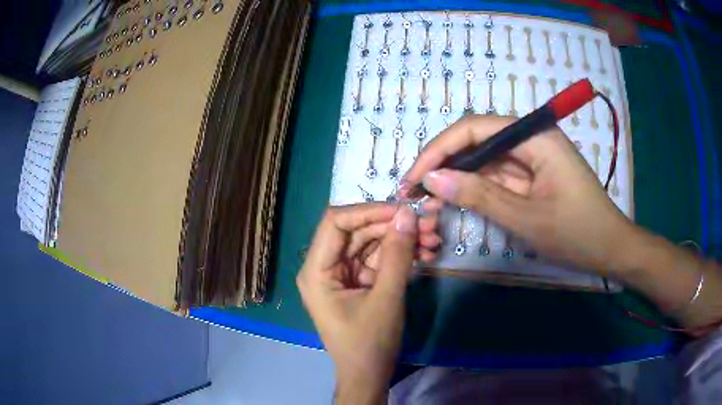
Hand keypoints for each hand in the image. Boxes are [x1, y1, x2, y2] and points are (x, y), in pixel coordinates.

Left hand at [297, 203, 421, 403]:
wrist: (369, 374)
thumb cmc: (369, 343)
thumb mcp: (386, 298)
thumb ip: (397, 255)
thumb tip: (408, 214)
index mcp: (317, 270)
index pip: (336, 222)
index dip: (369, 211)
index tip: (403, 210)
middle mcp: (325, 266)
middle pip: (358, 231)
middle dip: (394, 226)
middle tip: (429, 223)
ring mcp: (343, 273)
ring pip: (372, 243)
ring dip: (403, 239)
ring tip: (434, 239)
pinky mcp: (359, 281)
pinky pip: (379, 259)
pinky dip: (402, 255)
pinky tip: (426, 253)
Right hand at [402, 114, 636, 274]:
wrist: (611, 249)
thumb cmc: (577, 233)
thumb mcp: (526, 218)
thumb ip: (479, 195)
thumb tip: (432, 179)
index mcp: (534, 136)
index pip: (474, 128)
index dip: (439, 149)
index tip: (414, 177)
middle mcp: (531, 138)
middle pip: (476, 140)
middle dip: (444, 163)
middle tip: (414, 190)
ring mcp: (532, 156)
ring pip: (484, 158)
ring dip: (457, 176)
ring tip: (427, 198)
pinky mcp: (532, 174)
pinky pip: (497, 174)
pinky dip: (475, 187)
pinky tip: (456, 199)